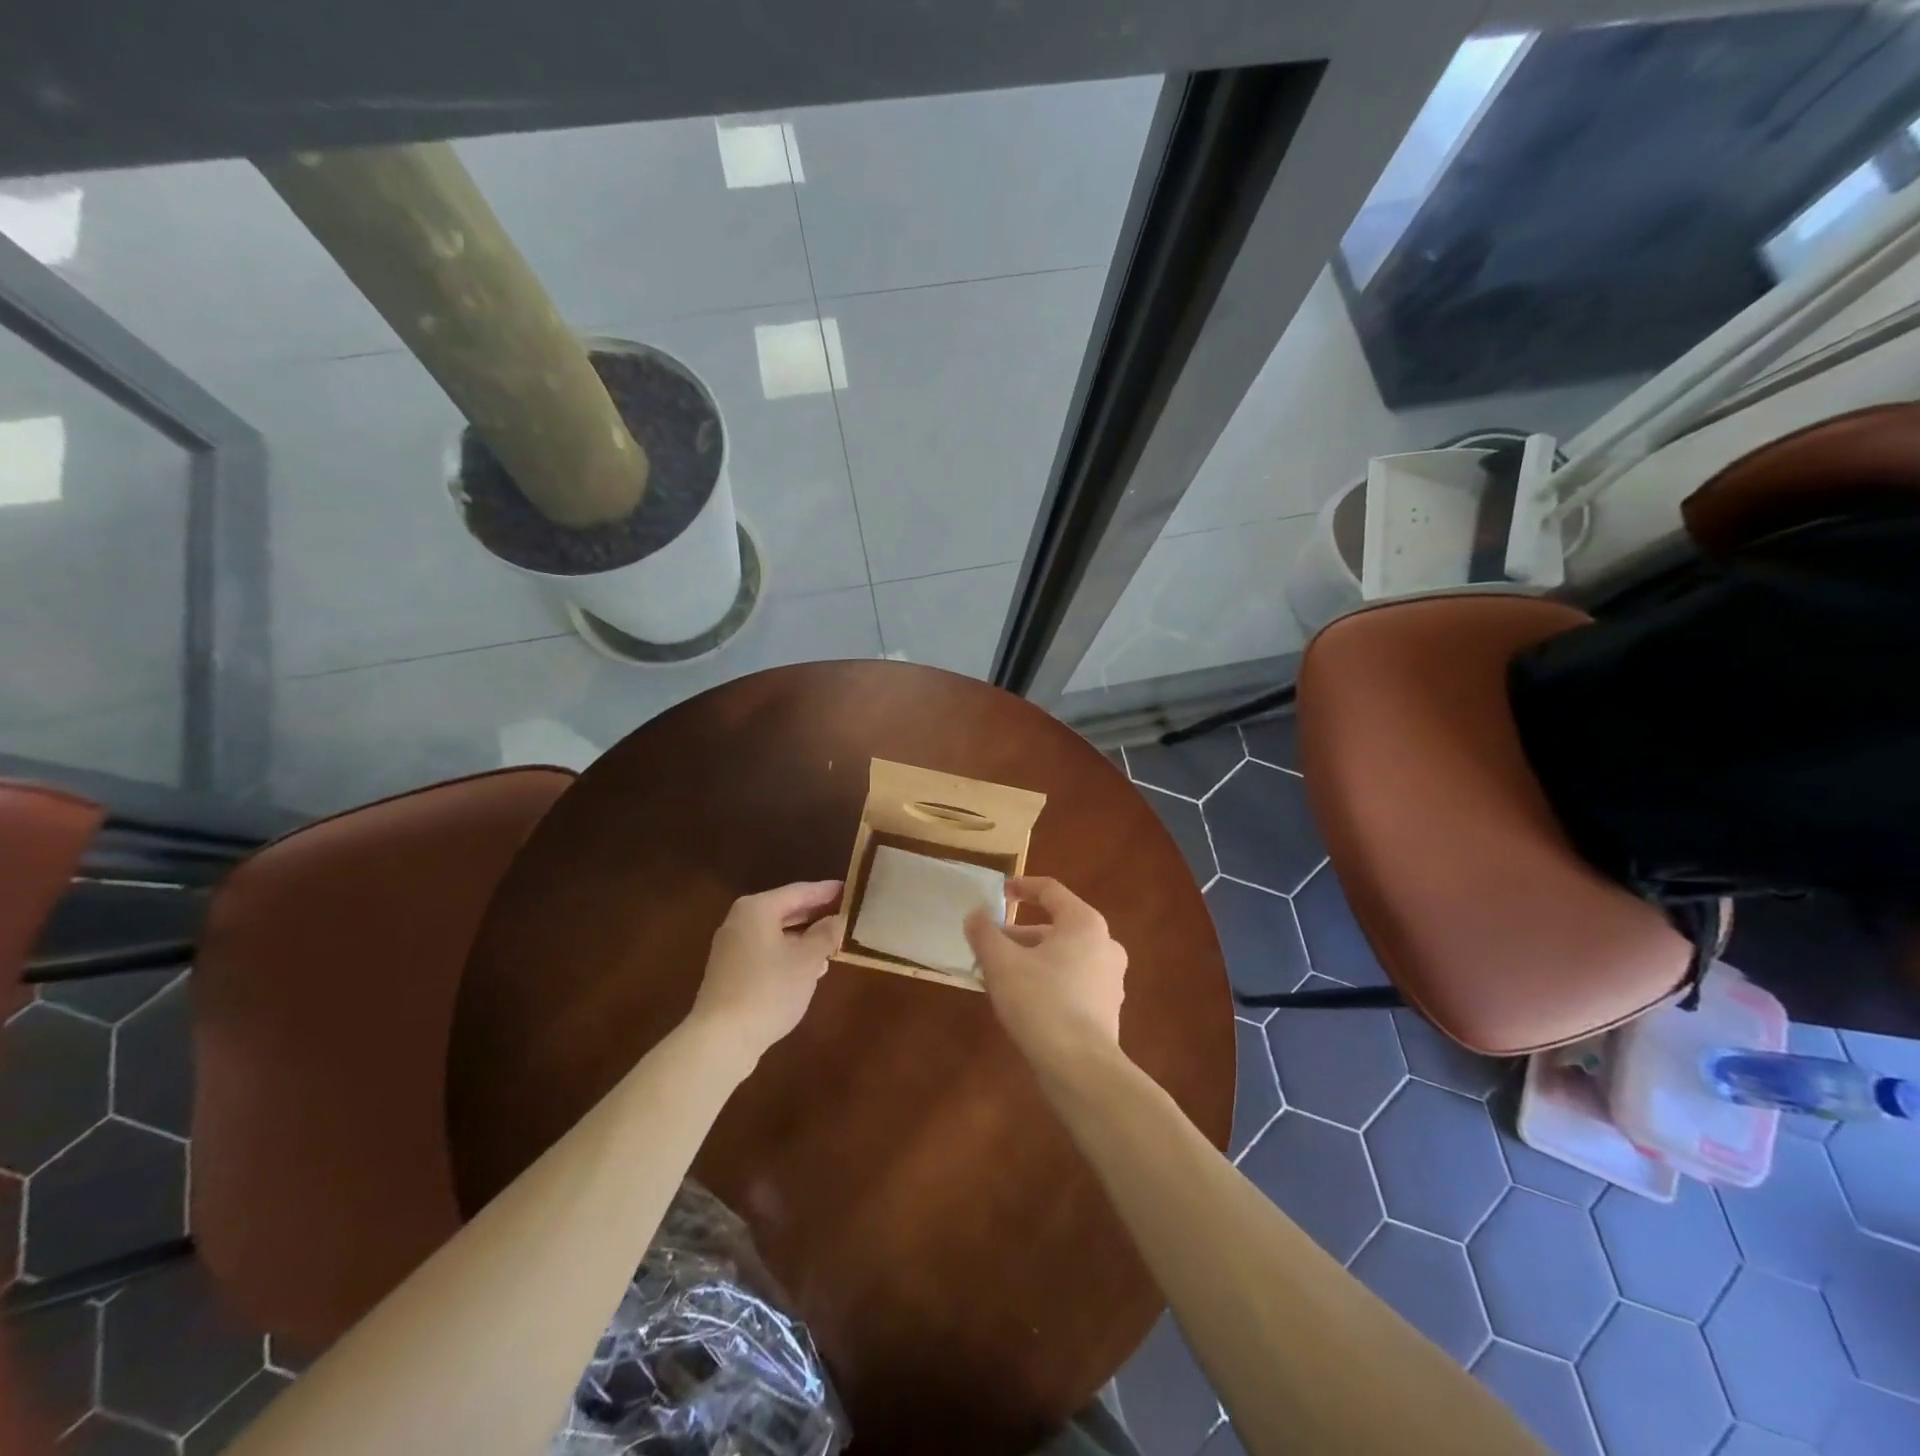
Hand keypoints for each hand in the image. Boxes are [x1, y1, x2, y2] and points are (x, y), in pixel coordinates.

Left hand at [688, 881, 842, 1071]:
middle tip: (847, 914)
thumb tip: (838, 919)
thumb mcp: (807, 960)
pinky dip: (790, 953)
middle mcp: (741, 921)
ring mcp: (732, 947)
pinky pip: (767, 951)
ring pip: (777, 932)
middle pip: (786, 910)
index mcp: (757, 909)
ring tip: (835, 941)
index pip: (800, 891)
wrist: (721, 1039)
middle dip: (817, 914)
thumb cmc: (769, 989)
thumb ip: (825, 935)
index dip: (827, 891)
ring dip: (805, 936)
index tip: (852, 891)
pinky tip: (812, 967)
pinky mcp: (731, 972)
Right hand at [964, 876, 1126, 1073]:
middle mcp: (1105, 944)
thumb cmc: (1041, 1002)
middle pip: (1057, 926)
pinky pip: (1073, 981)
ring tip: (1000, 975)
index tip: (1000, 893)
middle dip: (1020, 933)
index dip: (1022, 887)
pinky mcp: (1108, 1009)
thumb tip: (976, 914)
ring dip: (1032, 958)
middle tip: (991, 944)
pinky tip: (1023, 1000)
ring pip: (1065, 956)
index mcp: (1084, 924)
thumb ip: (984, 933)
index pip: (1051, 891)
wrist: (1081, 1068)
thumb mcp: (1002, 963)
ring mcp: (1111, 979)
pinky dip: (1048, 980)